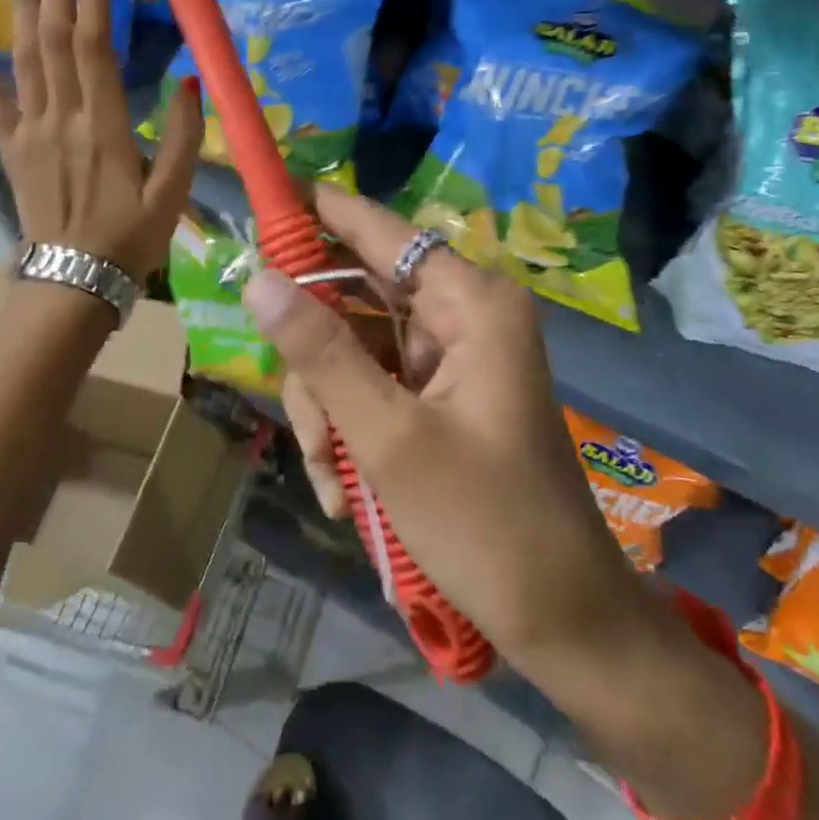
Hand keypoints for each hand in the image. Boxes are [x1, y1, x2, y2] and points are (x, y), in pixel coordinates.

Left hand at [0, 0, 201, 280]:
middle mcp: (61, 117)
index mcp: (104, 127)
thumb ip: (185, 137)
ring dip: (21, 3)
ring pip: (23, 55)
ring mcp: (29, 129)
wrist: (73, 282)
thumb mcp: (173, 194)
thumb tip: (192, 82)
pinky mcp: (10, 146)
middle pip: (54, 37)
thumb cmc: (129, 239)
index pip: (96, 47)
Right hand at [242, 184, 664, 679]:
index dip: (317, 211)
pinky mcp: (441, 393)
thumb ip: (320, 352)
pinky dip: (349, 429)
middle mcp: (462, 313)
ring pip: (354, 348)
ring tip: (332, 477)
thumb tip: (258, 278)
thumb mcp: (388, 436)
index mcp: (469, 301)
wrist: (561, 618)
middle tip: (303, 417)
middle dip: (316, 360)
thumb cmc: (484, 522)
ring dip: (328, 409)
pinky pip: (372, 385)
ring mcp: (451, 355)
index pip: (378, 229)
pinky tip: (345, 490)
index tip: (259, 201)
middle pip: (355, 296)